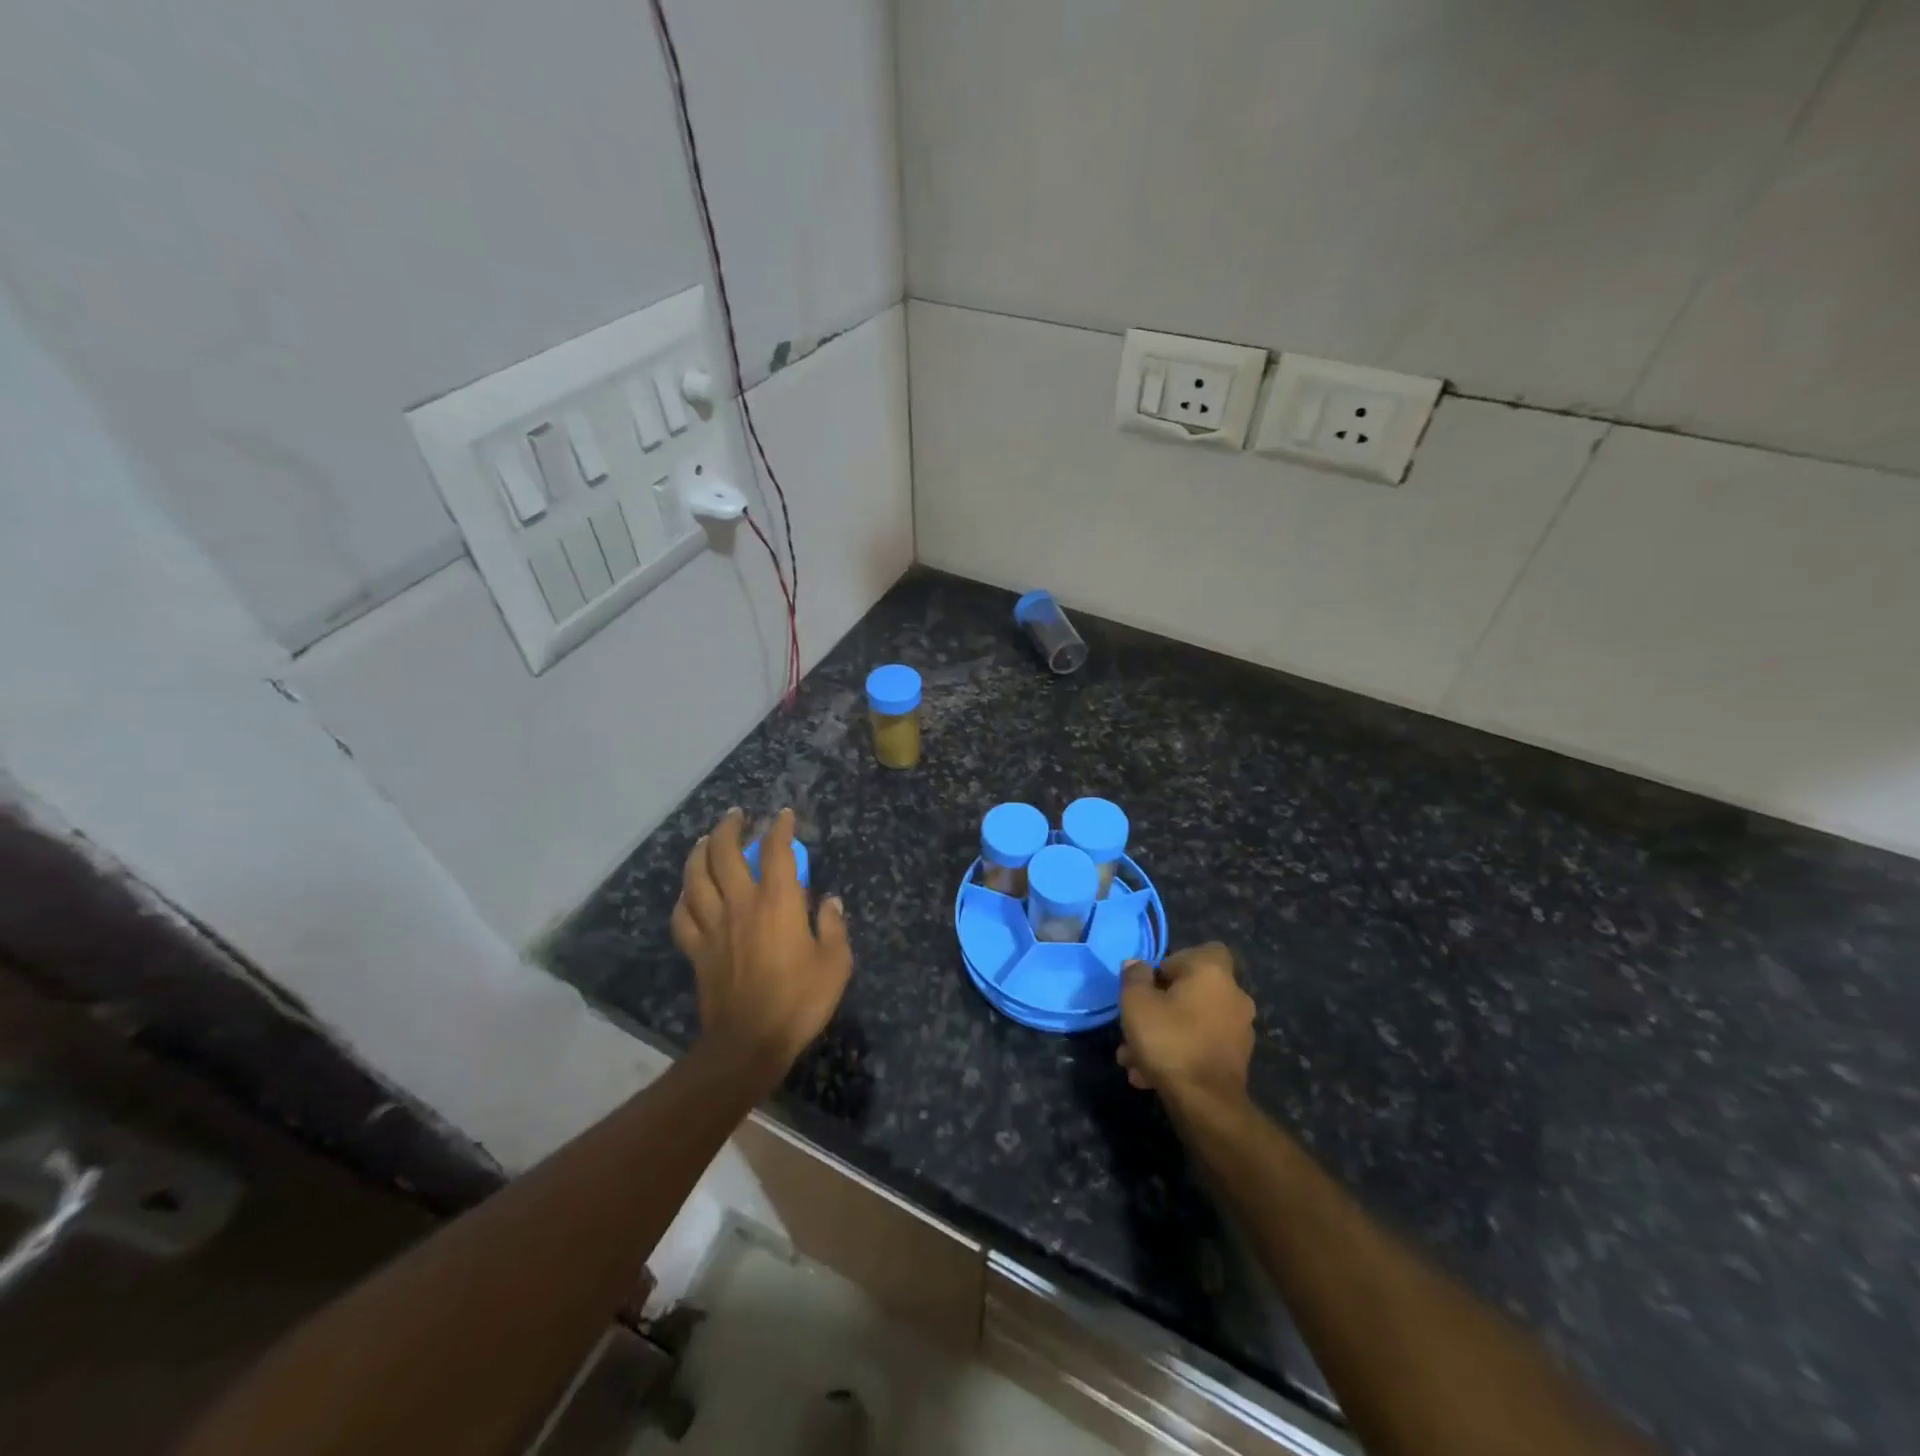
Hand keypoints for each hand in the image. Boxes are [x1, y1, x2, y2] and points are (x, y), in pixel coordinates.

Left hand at [671, 808, 851, 1076]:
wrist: (749, 1043)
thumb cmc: (799, 1001)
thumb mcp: (835, 964)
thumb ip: (834, 927)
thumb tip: (831, 902)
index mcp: (778, 903)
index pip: (776, 851)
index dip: (780, 828)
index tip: (783, 815)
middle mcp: (741, 905)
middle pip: (725, 854)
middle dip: (730, 828)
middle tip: (737, 816)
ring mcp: (713, 927)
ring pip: (696, 878)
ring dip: (700, 853)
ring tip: (707, 840)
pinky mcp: (696, 950)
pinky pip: (682, 915)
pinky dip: (684, 898)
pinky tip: (689, 892)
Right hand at [1118, 943, 1254, 1105]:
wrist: (1206, 1103)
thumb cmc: (1169, 1039)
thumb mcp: (1136, 1002)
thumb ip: (1134, 977)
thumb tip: (1137, 965)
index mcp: (1213, 973)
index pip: (1204, 950)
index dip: (1175, 962)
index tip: (1153, 983)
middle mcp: (1234, 995)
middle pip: (1191, 991)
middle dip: (1160, 1008)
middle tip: (1134, 1026)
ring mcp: (1239, 1030)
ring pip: (1192, 1022)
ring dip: (1164, 1035)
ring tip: (1134, 1060)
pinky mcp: (1237, 1060)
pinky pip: (1201, 1046)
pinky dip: (1180, 1054)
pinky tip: (1151, 1076)